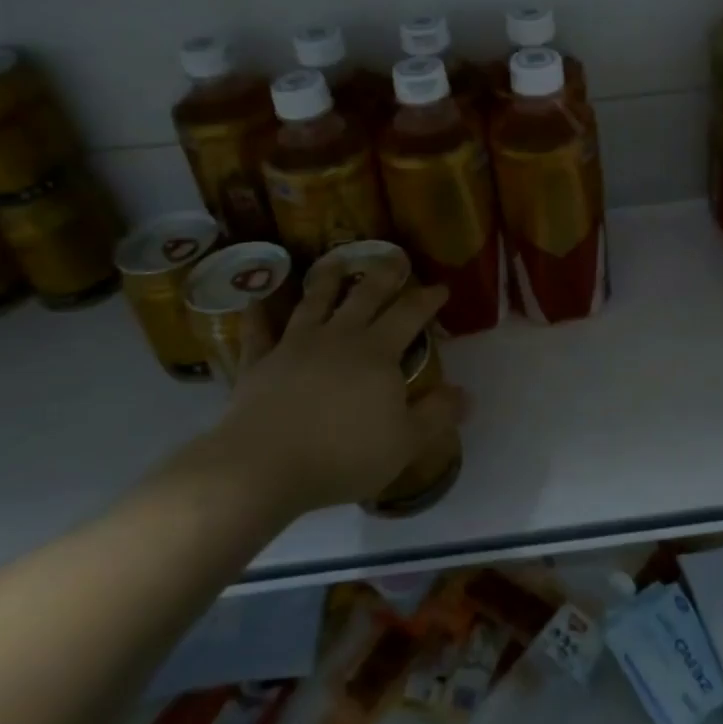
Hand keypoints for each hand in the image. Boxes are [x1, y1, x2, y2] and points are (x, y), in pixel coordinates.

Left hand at [214, 258, 465, 513]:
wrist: (264, 465)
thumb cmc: (343, 454)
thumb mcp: (405, 442)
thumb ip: (437, 415)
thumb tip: (466, 394)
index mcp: (377, 352)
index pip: (409, 314)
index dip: (427, 298)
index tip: (441, 287)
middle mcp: (339, 337)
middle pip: (365, 295)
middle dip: (384, 274)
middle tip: (395, 257)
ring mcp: (295, 345)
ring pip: (315, 302)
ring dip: (328, 279)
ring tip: (336, 261)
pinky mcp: (260, 363)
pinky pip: (259, 332)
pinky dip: (259, 314)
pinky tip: (256, 300)